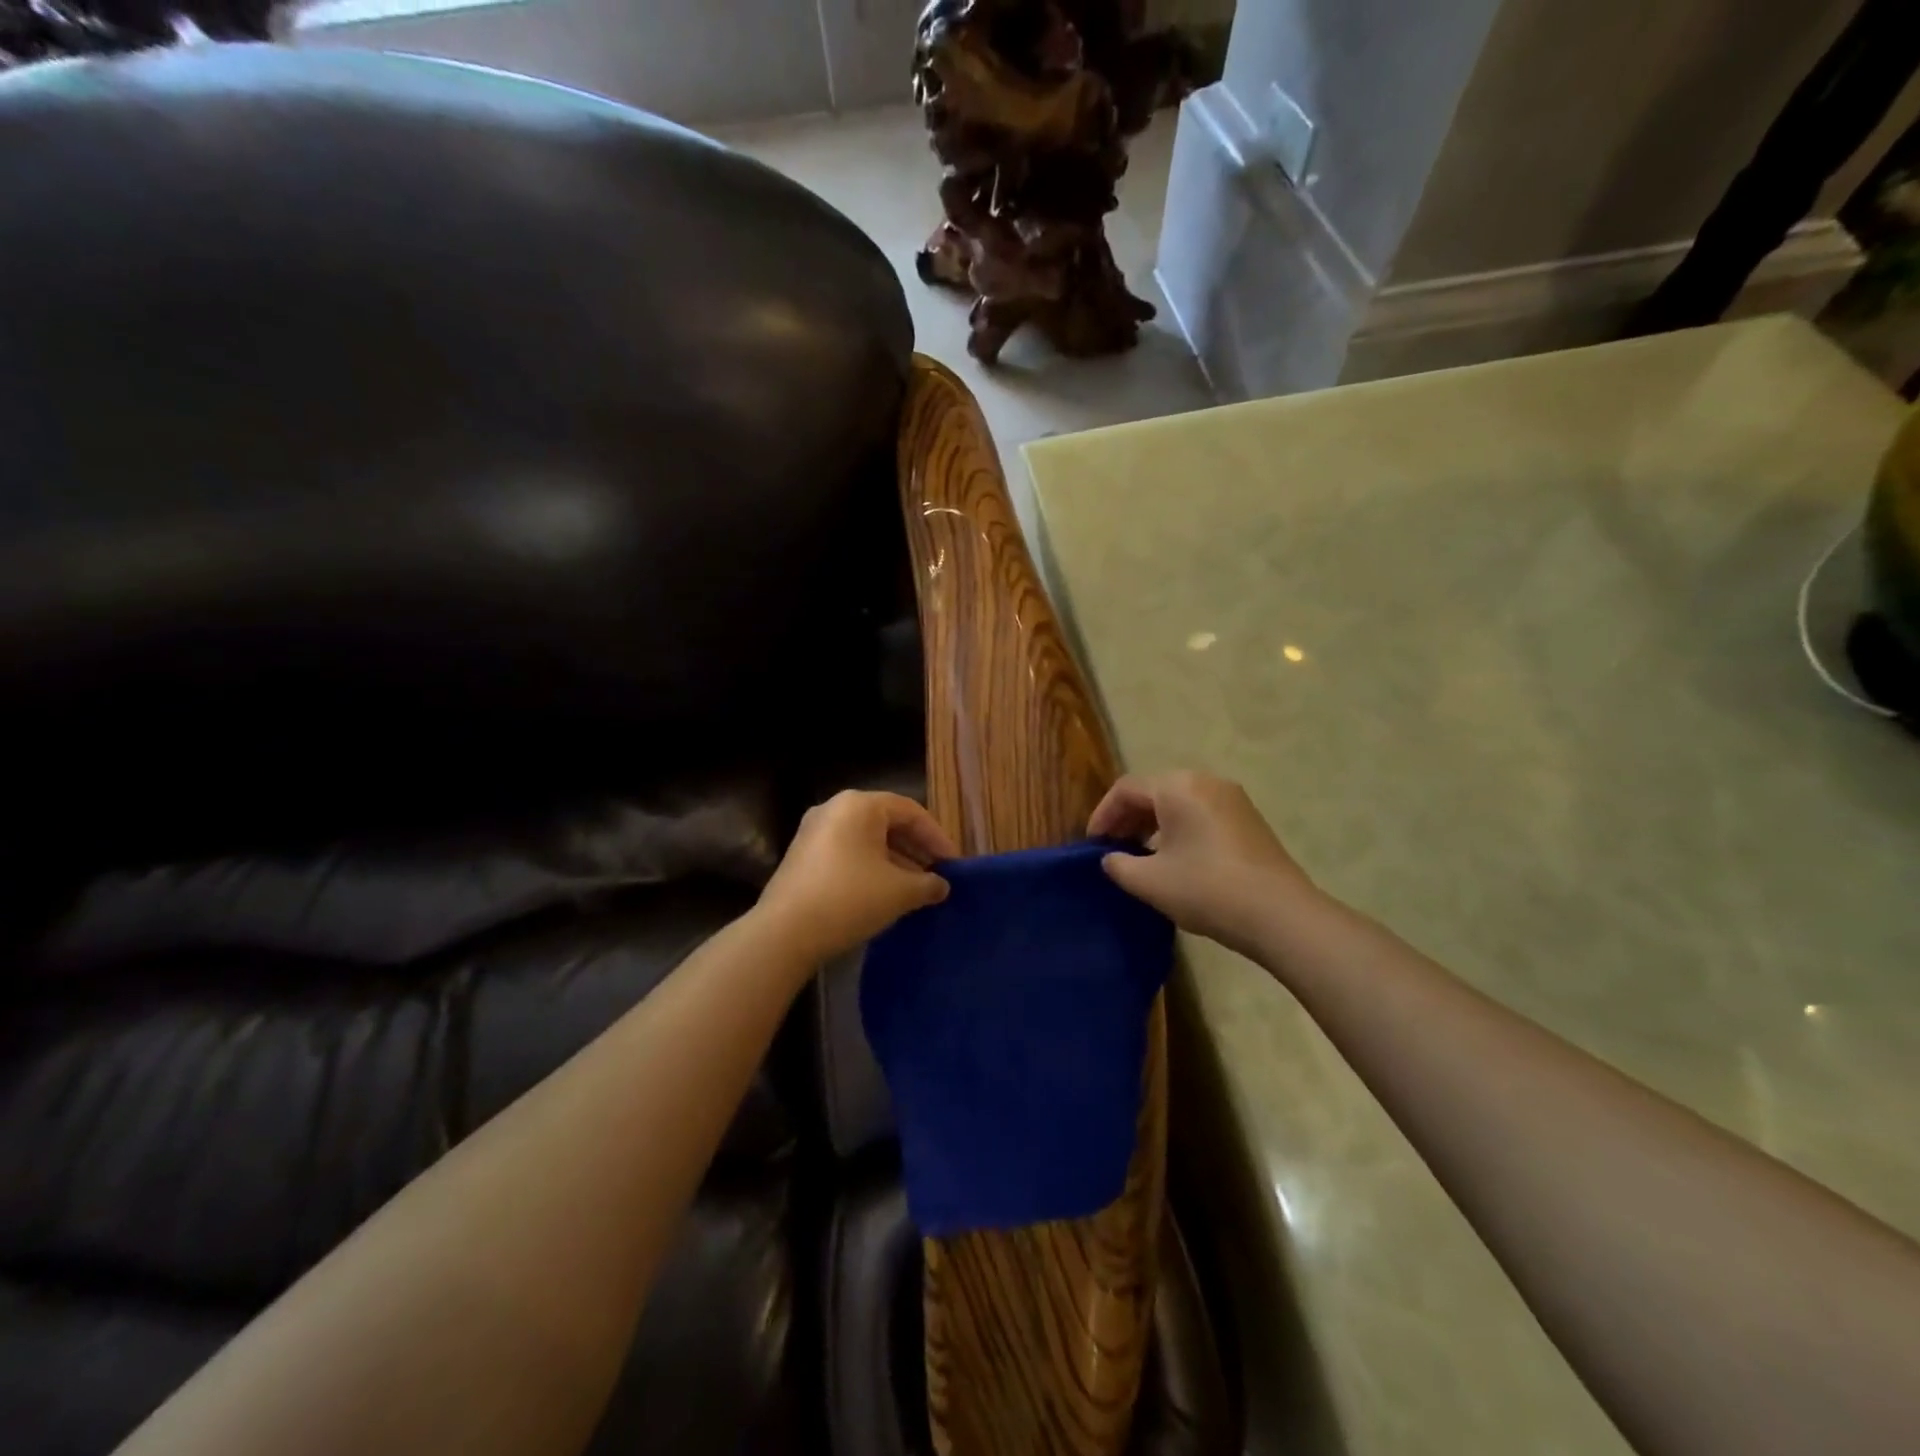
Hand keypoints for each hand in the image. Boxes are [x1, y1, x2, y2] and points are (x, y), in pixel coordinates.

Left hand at [754, 790, 956, 965]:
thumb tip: (941, 886)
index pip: (911, 811)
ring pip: (866, 840)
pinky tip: (883, 895)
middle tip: (936, 875)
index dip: (937, 838)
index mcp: (859, 805)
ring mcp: (813, 832)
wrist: (784, 933)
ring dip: (894, 861)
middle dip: (916, 850)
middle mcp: (834, 809)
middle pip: (887, 823)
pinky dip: (870, 868)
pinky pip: (847, 853)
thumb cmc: (849, 899)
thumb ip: (927, 884)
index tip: (954, 865)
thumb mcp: (899, 892)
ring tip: (914, 889)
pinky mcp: (802, 857)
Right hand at [1089, 770, 1316, 957]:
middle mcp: (1205, 782)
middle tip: (1112, 849)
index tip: (1092, 845)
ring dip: (1152, 825)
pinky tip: (1174, 860)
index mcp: (1178, 787)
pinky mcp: (1248, 820)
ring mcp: (1232, 799)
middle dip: (1127, 818)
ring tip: (1140, 856)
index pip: (1126, 789)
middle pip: (1154, 791)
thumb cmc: (1206, 889)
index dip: (1102, 815)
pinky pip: (1201, 814)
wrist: (1280, 915)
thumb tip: (1111, 858)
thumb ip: (1119, 865)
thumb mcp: (1149, 882)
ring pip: (1178, 802)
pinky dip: (1178, 829)